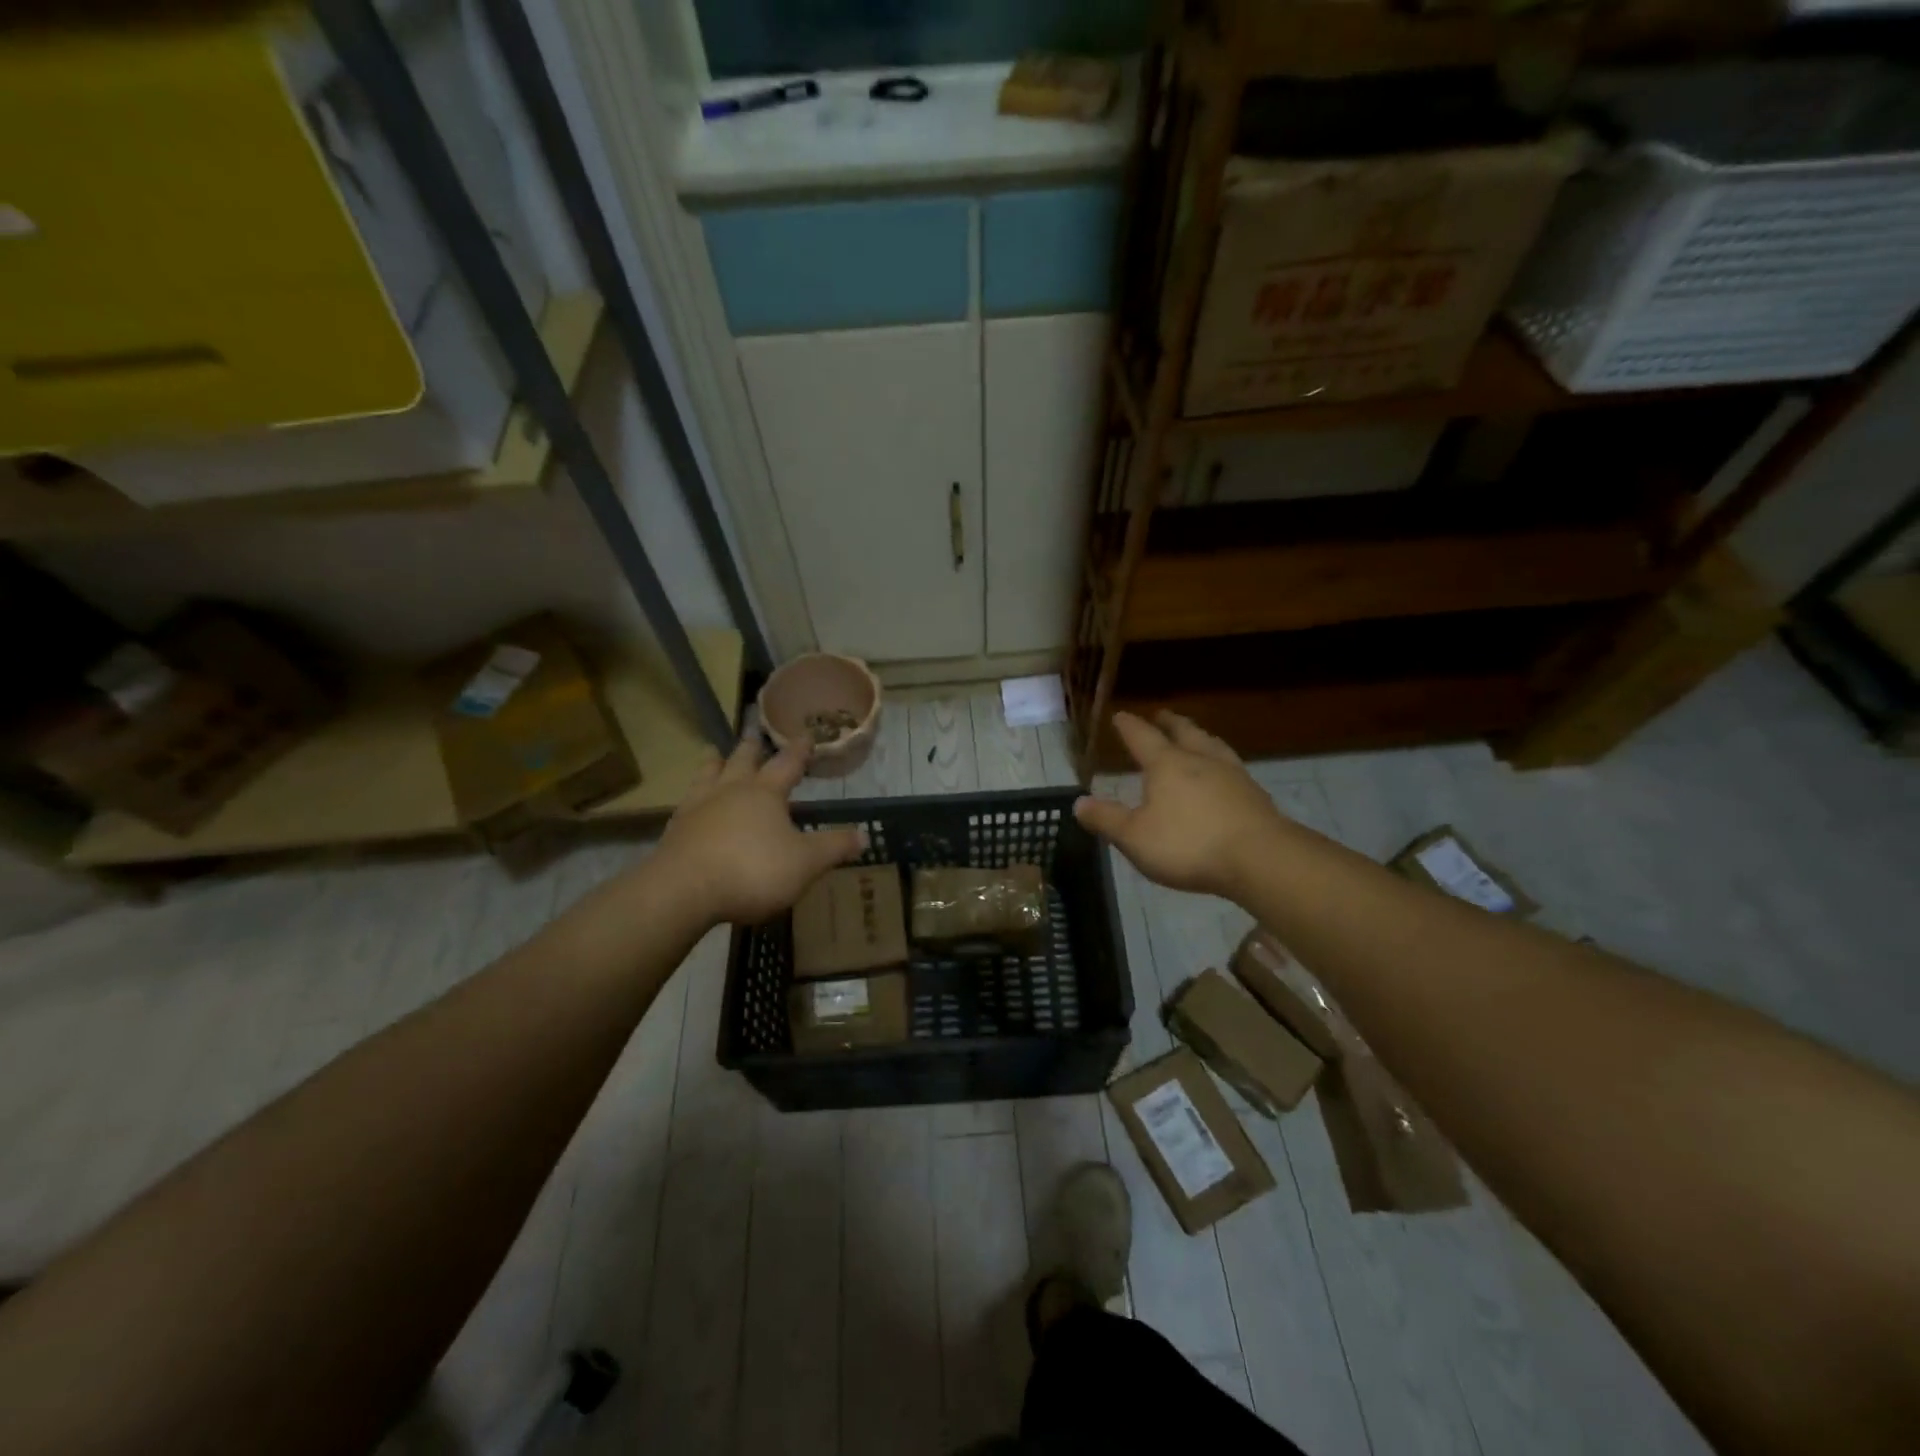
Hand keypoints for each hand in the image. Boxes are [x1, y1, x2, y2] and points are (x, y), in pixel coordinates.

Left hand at [660, 736, 864, 924]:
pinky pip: (687, 803)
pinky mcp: (676, 830)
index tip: (806, 734)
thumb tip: (863, 835)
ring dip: (714, 762)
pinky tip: (692, 802)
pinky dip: (693, 796)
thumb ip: (834, 847)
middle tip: (753, 733)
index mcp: (765, 792)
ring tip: (713, 753)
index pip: (788, 763)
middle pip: (743, 760)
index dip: (800, 750)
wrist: (684, 891)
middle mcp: (731, 790)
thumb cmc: (753, 870)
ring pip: (708, 774)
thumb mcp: (806, 863)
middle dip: (752, 748)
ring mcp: (698, 807)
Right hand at [1073, 711, 1286, 898]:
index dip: (1129, 726)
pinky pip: (1232, 768)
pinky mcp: (1255, 795)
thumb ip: (1106, 819)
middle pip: (1183, 732)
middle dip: (1169, 722)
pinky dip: (1221, 762)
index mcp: (1167, 765)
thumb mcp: (1135, 837)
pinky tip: (1224, 773)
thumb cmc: (1189, 844)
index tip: (1120, 715)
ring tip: (1196, 736)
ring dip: (1200, 736)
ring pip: (1212, 745)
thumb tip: (1078, 803)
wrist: (1260, 859)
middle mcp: (1200, 760)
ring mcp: (1232, 775)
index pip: (1142, 737)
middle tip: (1162, 714)